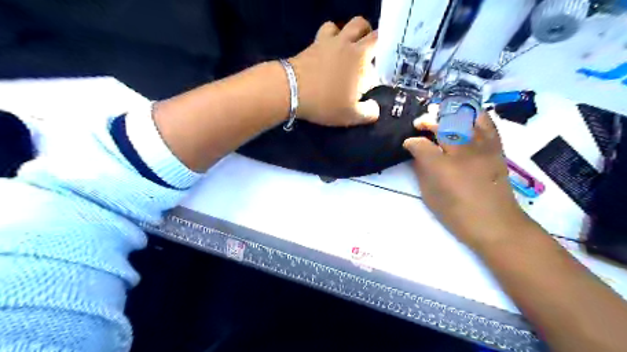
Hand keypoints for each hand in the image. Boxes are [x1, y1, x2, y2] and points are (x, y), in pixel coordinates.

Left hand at [291, 17, 379, 125]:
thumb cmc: (325, 103)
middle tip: (368, 55)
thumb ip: (368, 112)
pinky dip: (332, 36)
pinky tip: (330, 51)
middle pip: (364, 26)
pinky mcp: (314, 43)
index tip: (378, 72)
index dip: (382, 57)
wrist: (291, 90)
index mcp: (361, 58)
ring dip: (351, 33)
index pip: (380, 47)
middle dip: (370, 37)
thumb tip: (375, 107)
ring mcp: (329, 41)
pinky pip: (328, 30)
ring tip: (349, 50)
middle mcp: (348, 44)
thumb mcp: (350, 115)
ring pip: (345, 24)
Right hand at [404, 109, 535, 247]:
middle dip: (427, 122)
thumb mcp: (430, 196)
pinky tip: (463, 118)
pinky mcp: (496, 147)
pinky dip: (472, 116)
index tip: (407, 143)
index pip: (422, 145)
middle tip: (419, 124)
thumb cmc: (458, 215)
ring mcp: (482, 147)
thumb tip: (417, 155)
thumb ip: (422, 171)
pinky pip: (485, 122)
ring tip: (439, 117)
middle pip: (442, 125)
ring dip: (447, 115)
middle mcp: (463, 153)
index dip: (411, 141)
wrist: (497, 224)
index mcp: (443, 169)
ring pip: (464, 118)